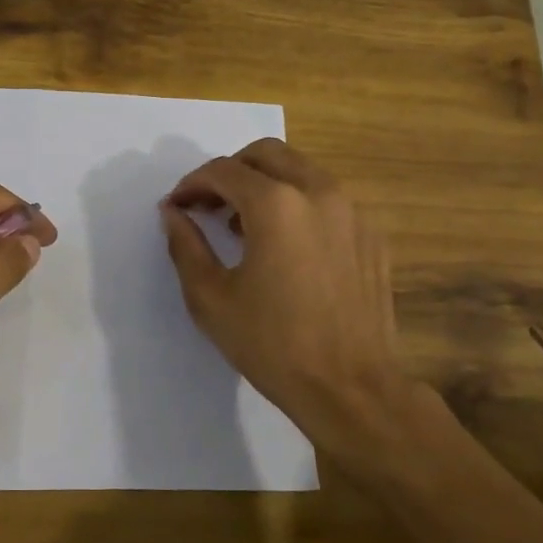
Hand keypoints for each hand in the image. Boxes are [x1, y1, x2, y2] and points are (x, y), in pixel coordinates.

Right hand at [160, 139, 419, 467]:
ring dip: (264, 183)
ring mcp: (351, 211)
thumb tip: (172, 213)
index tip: (176, 207)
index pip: (223, 171)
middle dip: (230, 171)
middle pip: (266, 154)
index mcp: (276, 204)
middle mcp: (318, 193)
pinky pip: (326, 198)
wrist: (351, 388)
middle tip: (208, 205)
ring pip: (300, 170)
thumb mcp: (211, 298)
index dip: (191, 184)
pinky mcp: (370, 234)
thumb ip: (186, 245)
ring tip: (242, 224)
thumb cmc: (272, 344)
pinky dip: (297, 203)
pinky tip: (284, 245)